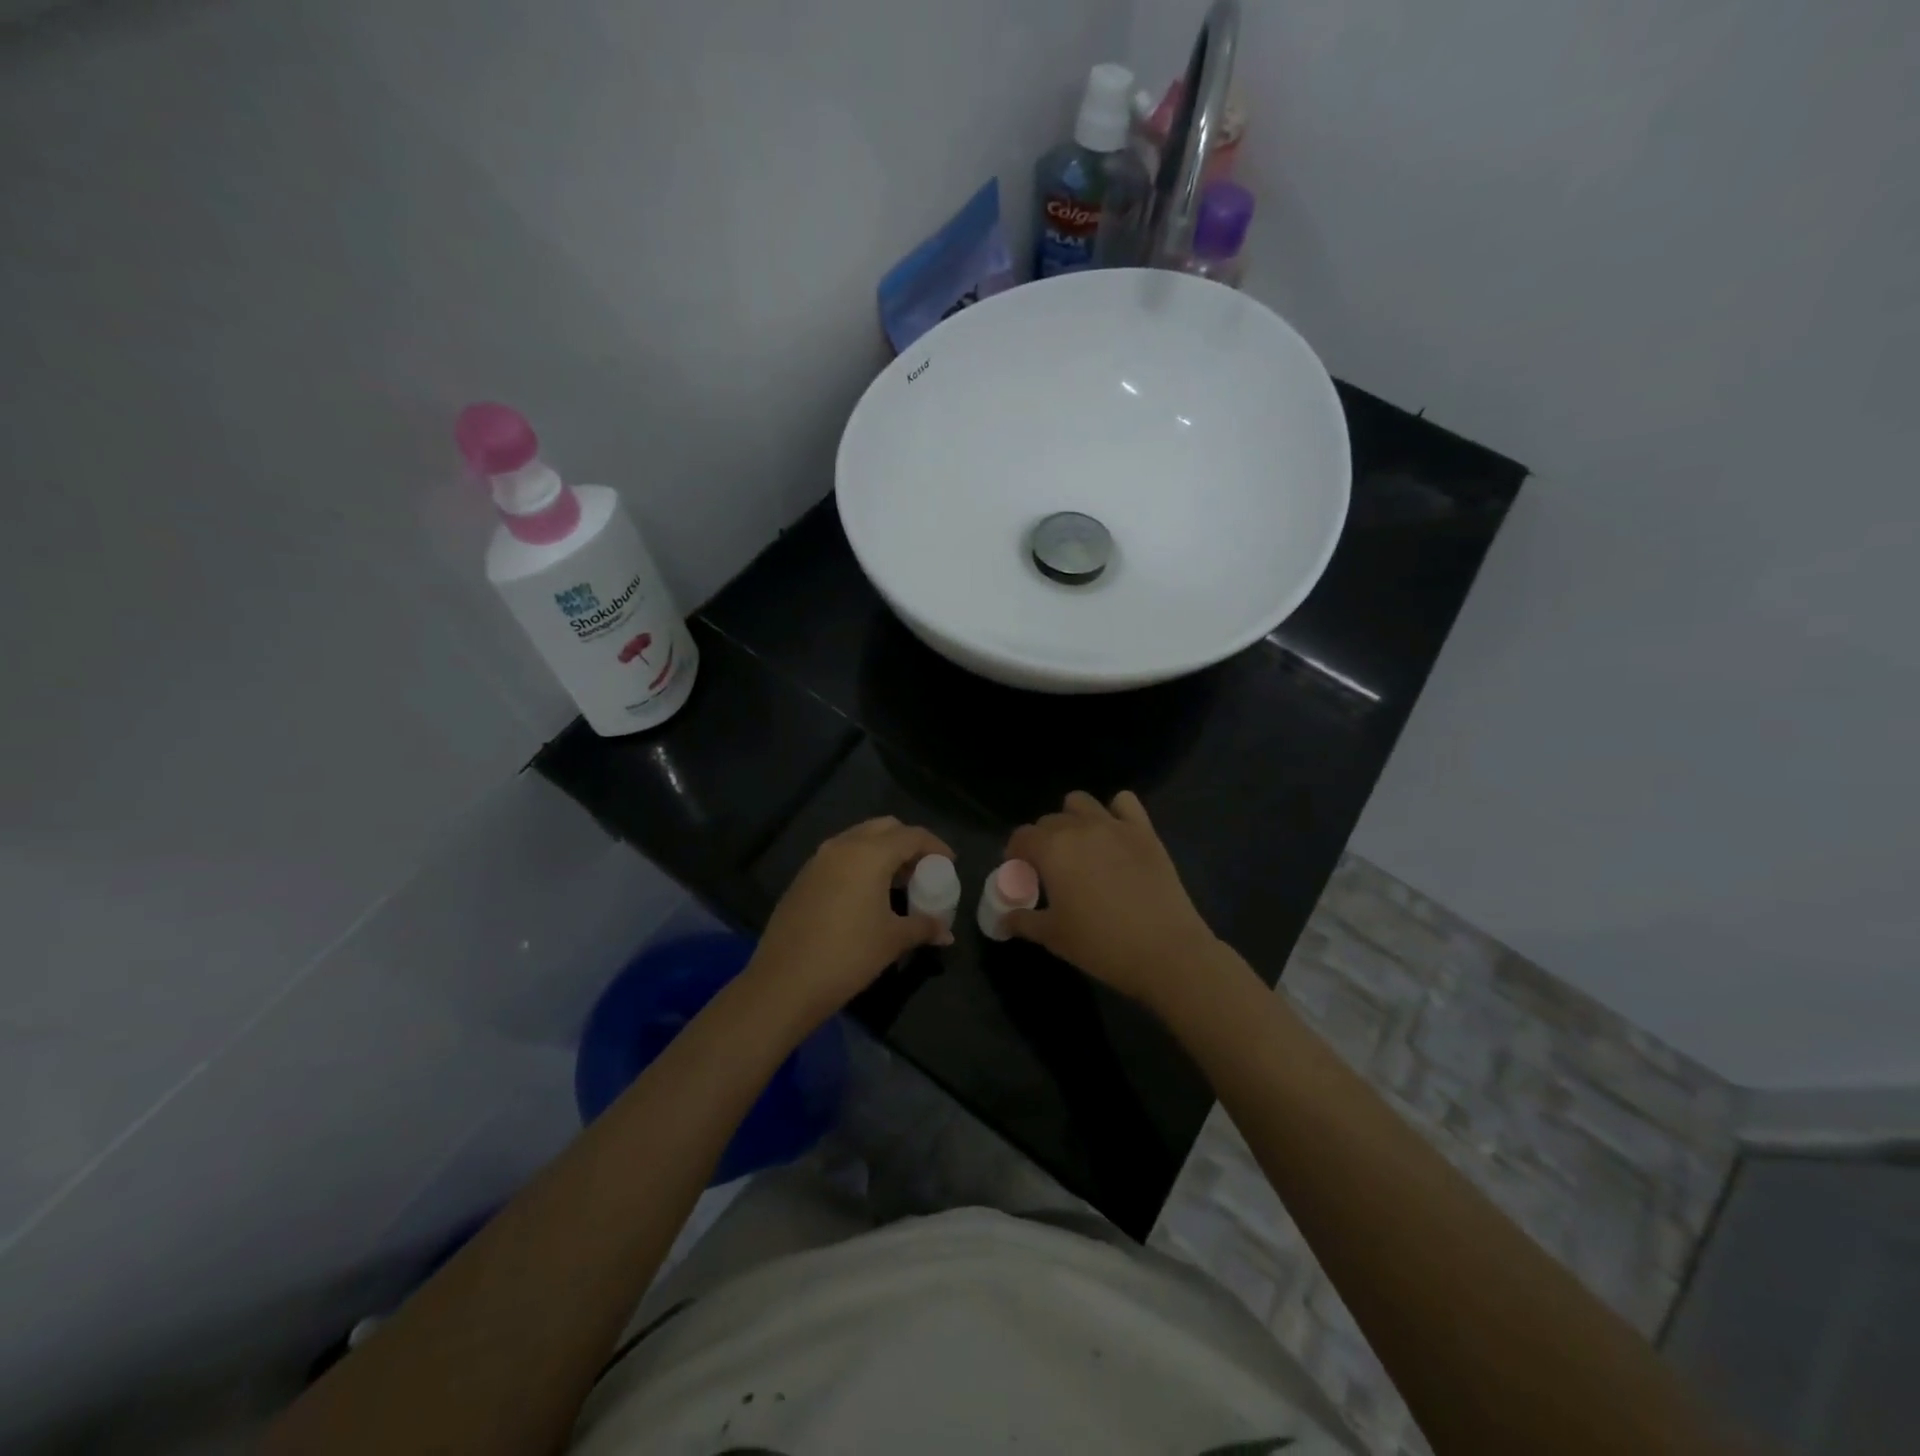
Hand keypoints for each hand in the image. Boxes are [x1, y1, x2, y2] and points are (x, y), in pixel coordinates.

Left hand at [745, 816, 954, 1026]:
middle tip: (922, 870)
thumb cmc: (848, 955)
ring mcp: (818, 860)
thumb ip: (924, 927)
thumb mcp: (893, 940)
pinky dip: (859, 864)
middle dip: (907, 843)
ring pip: (858, 840)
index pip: (912, 835)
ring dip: (882, 852)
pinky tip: (865, 895)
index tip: (950, 863)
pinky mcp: (802, 878)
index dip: (935, 846)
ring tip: (897, 883)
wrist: (784, 982)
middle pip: (884, 828)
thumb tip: (946, 933)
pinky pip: (839, 857)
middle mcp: (842, 846)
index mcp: (869, 854)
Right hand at [1005, 790, 1220, 1010]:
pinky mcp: (1145, 831)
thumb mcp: (1053, 936)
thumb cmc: (1101, 945)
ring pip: (1081, 803)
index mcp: (1052, 849)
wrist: (1166, 951)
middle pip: (1049, 820)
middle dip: (1042, 841)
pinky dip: (1115, 812)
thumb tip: (1004, 919)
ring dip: (1073, 819)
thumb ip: (1023, 920)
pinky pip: (1124, 802)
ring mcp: (1115, 825)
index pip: (1021, 837)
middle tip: (1049, 871)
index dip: (1015, 855)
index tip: (1021, 875)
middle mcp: (1080, 827)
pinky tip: (1114, 835)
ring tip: (1079, 848)